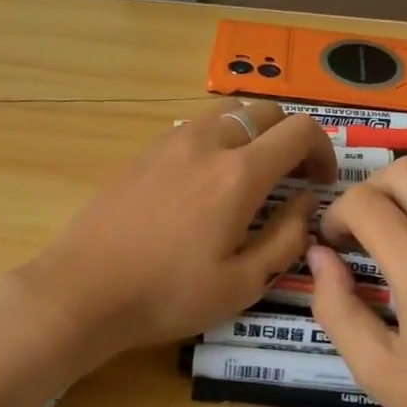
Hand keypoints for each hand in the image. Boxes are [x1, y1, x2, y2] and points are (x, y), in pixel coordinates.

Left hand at [25, 101, 335, 356]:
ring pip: (228, 112)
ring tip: (250, 174)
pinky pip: (195, 126)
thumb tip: (306, 202)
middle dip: (290, 137)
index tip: (319, 182)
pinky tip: (205, 180)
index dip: (323, 150)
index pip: (299, 131)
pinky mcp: (144, 151)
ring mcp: (170, 141)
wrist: (83, 290)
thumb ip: (286, 238)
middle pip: (265, 111)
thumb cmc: (168, 295)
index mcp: (239, 174)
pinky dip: (218, 139)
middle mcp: (207, 143)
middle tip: (290, 177)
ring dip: (253, 132)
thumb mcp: (242, 283)